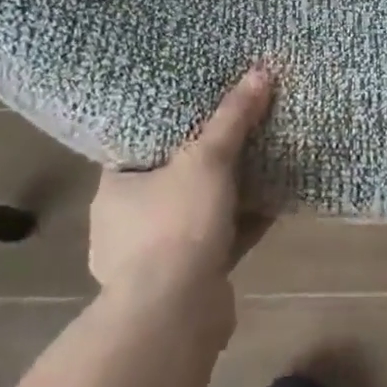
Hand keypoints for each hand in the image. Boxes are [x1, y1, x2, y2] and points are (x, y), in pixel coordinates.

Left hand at [88, 66, 275, 293]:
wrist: (174, 315)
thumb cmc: (176, 224)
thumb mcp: (207, 159)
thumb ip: (232, 118)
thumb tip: (260, 71)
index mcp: (115, 189)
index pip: (139, 147)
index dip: (170, 126)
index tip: (199, 108)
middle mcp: (125, 223)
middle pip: (171, 178)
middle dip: (204, 161)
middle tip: (236, 133)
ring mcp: (153, 258)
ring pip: (195, 212)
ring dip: (225, 195)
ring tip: (259, 163)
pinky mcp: (184, 282)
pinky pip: (216, 240)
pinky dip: (239, 224)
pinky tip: (271, 204)